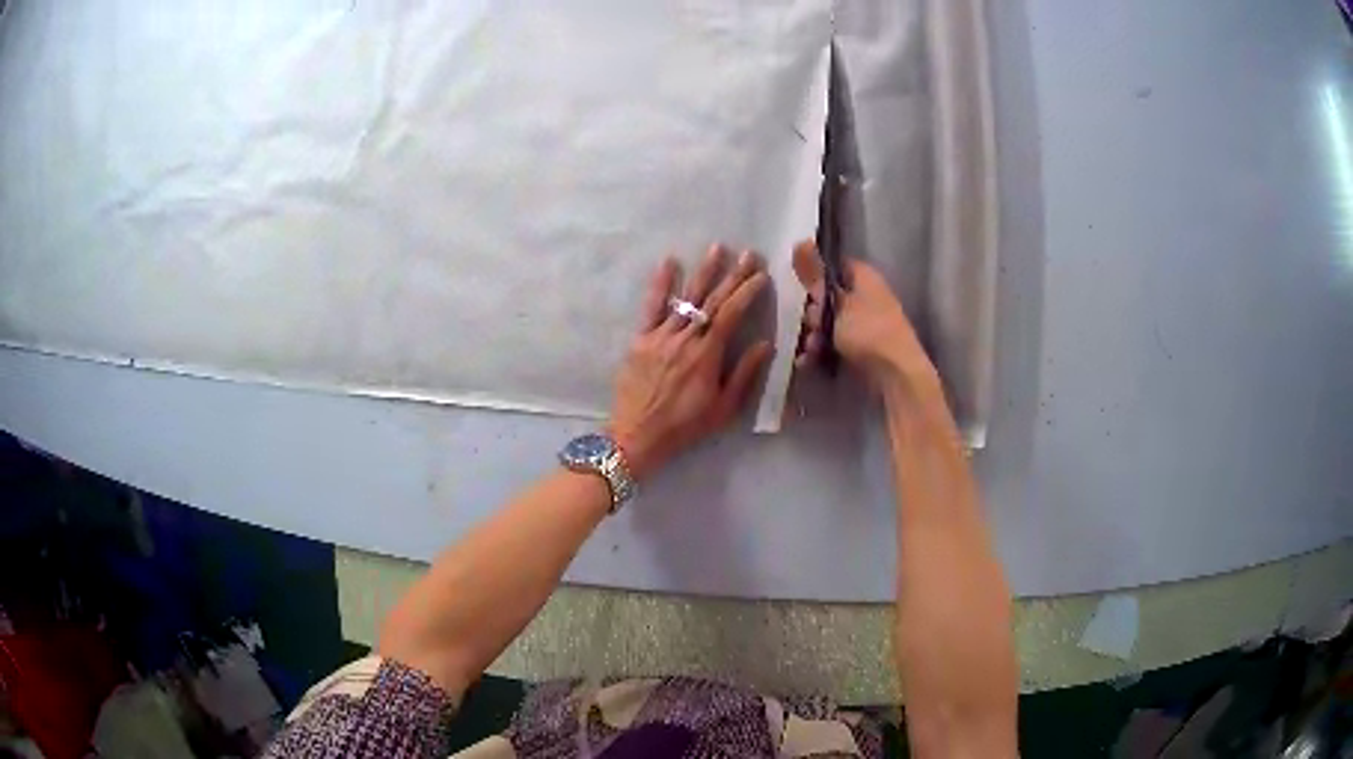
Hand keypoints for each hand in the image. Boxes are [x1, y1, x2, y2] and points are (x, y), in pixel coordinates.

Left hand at [609, 245, 772, 480]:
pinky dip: (660, 284)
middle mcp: (685, 339)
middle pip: (712, 300)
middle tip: (748, 254)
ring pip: (686, 298)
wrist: (637, 435)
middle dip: (732, 275)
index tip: (761, 275)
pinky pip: (652, 307)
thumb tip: (766, 344)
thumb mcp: (723, 409)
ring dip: (703, 272)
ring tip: (717, 248)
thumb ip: (744, 374)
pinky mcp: (640, 339)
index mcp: (707, 355)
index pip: (731, 314)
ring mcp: (660, 336)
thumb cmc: (685, 426)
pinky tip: (669, 262)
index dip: (747, 292)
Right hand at [792, 240, 936, 389]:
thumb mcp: (835, 301)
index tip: (798, 286)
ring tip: (810, 349)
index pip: (834, 265)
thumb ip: (815, 275)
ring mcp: (865, 323)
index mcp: (864, 276)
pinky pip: (835, 343)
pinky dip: (822, 350)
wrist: (896, 375)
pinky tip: (810, 361)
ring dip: (814, 335)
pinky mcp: (862, 347)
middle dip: (812, 312)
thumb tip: (800, 240)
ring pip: (829, 322)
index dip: (815, 273)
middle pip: (828, 296)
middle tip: (809, 324)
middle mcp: (866, 296)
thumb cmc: (868, 331)